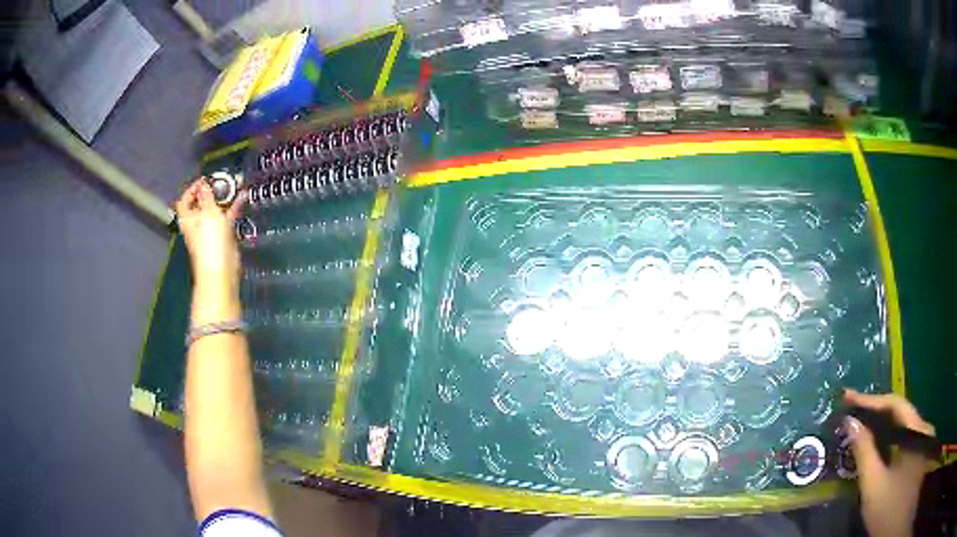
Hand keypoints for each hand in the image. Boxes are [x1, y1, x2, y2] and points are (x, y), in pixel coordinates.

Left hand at [175, 179, 244, 289]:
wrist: (222, 268)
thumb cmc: (209, 241)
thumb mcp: (208, 212)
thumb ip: (206, 196)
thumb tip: (203, 184)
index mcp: (187, 219)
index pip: (185, 200)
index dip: (192, 188)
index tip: (205, 180)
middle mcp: (196, 225)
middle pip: (200, 204)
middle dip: (210, 192)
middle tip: (221, 182)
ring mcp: (209, 232)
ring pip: (215, 211)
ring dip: (223, 199)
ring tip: (233, 187)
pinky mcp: (222, 237)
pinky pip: (226, 219)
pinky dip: (232, 209)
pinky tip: (240, 199)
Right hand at [843, 389, 934, 536]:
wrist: (895, 526)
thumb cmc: (888, 508)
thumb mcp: (874, 486)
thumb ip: (865, 453)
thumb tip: (851, 422)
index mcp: (916, 430)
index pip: (895, 405)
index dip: (871, 400)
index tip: (847, 398)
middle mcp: (922, 428)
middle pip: (899, 414)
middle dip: (875, 413)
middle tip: (851, 412)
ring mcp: (922, 441)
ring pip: (901, 427)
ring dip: (880, 426)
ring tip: (860, 427)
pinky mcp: (918, 455)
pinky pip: (902, 439)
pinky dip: (887, 440)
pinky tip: (876, 447)